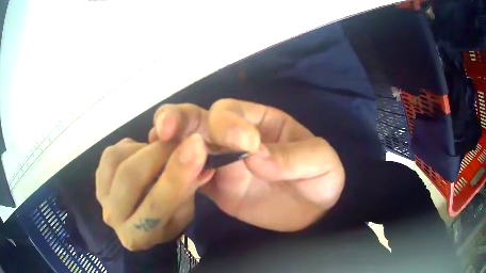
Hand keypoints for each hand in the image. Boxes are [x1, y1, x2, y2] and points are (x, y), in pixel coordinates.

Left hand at [95, 137, 214, 250]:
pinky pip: (111, 153)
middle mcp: (113, 218)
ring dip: (143, 149)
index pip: (156, 205)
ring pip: (117, 159)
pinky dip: (130, 147)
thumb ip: (188, 186)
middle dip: (159, 152)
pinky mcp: (96, 179)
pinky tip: (141, 155)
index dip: (177, 174)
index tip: (196, 145)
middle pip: (130, 177)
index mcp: (137, 236)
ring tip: (159, 152)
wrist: (140, 220)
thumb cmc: (166, 219)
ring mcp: (100, 196)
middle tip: (181, 138)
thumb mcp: (184, 212)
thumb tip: (196, 153)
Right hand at [149, 99, 344, 231]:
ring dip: (170, 145)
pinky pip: (190, 177)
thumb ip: (294, 157)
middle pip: (200, 120)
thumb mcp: (321, 163)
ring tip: (154, 147)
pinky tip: (163, 175)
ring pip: (188, 146)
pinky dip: (176, 174)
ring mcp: (223, 163)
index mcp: (260, 122)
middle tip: (165, 129)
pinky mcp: (216, 188)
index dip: (230, 123)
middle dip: (180, 120)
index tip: (245, 147)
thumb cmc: (321, 181)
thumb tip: (256, 157)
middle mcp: (235, 137)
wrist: (312, 215)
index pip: (233, 112)